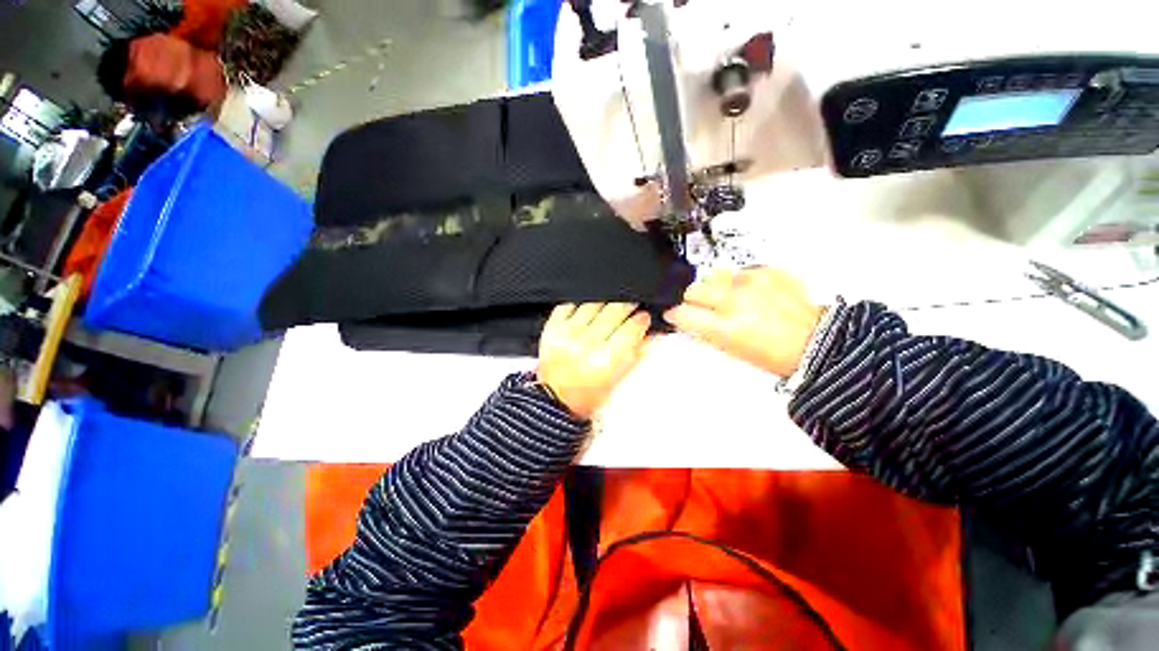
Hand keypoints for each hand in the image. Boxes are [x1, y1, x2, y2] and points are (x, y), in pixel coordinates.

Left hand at [537, 303, 651, 418]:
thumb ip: (637, 354)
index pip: (631, 328)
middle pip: (615, 310)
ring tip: (608, 309)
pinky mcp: (552, 328)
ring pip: (594, 302)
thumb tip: (652, 333)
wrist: (555, 399)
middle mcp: (586, 345)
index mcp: (607, 362)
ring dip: (606, 302)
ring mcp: (567, 334)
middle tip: (630, 309)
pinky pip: (569, 304)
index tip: (643, 318)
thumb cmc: (588, 395)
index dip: (641, 319)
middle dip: (628, 306)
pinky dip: (581, 303)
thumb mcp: (619, 380)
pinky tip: (587, 310)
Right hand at [664, 268, 822, 377]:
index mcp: (723, 327)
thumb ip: (703, 330)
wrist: (814, 341)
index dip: (675, 314)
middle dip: (693, 299)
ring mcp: (751, 282)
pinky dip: (738, 282)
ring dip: (714, 288)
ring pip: (713, 276)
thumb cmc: (773, 354)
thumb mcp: (729, 349)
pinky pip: (738, 272)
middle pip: (693, 289)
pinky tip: (749, 294)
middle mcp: (733, 300)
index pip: (682, 312)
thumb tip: (687, 318)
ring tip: (729, 300)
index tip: (675, 314)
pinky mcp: (767, 271)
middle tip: (703, 308)